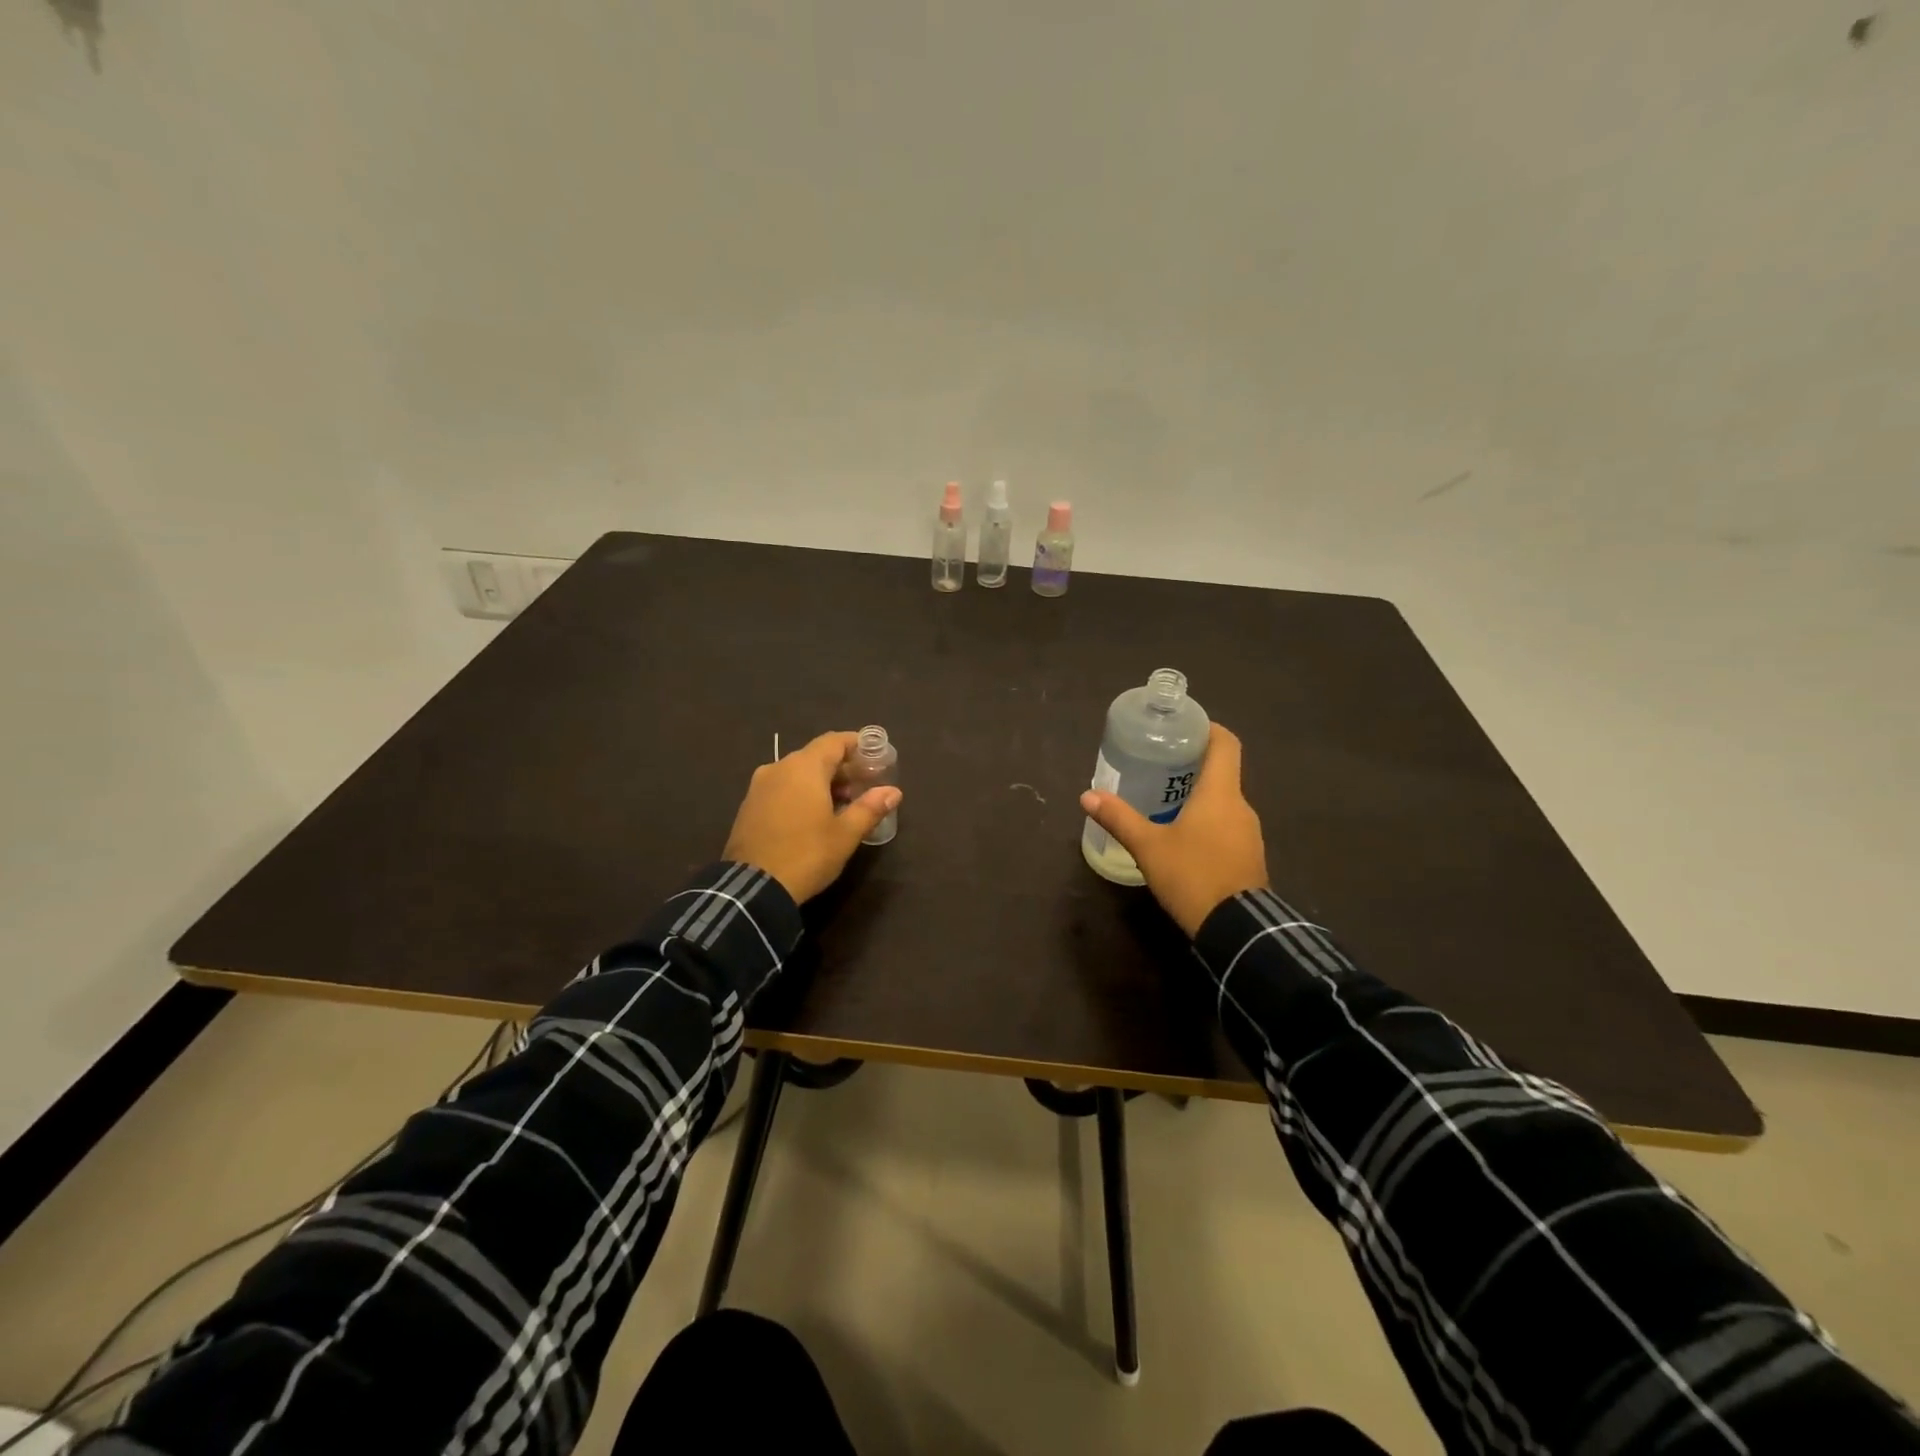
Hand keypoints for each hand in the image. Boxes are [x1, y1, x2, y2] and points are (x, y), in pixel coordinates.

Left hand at [723, 731, 901, 902]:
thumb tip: (894, 791)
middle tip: (865, 784)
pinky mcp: (749, 807)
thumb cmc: (806, 855)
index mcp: (804, 768)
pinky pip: (781, 788)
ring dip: (821, 782)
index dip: (856, 744)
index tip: (875, 755)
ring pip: (797, 773)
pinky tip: (814, 815)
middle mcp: (778, 768)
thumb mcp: (845, 834)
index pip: (834, 741)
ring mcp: (759, 787)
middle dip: (842, 767)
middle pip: (816, 756)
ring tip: (843, 802)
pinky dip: (801, 793)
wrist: (752, 889)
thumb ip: (870, 808)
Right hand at [1079, 723, 1267, 936]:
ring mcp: (1248, 833)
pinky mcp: (1248, 857)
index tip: (1183, 727)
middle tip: (1160, 765)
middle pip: (1222, 772)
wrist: (1237, 929)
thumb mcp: (1148, 847)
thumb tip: (1087, 795)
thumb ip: (1119, 818)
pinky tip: (1183, 837)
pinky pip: (1228, 826)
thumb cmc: (1192, 876)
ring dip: (1200, 796)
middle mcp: (1241, 806)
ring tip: (1165, 800)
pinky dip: (1208, 821)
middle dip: (1193, 765)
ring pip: (1224, 802)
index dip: (1207, 728)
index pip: (1226, 744)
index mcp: (1220, 793)